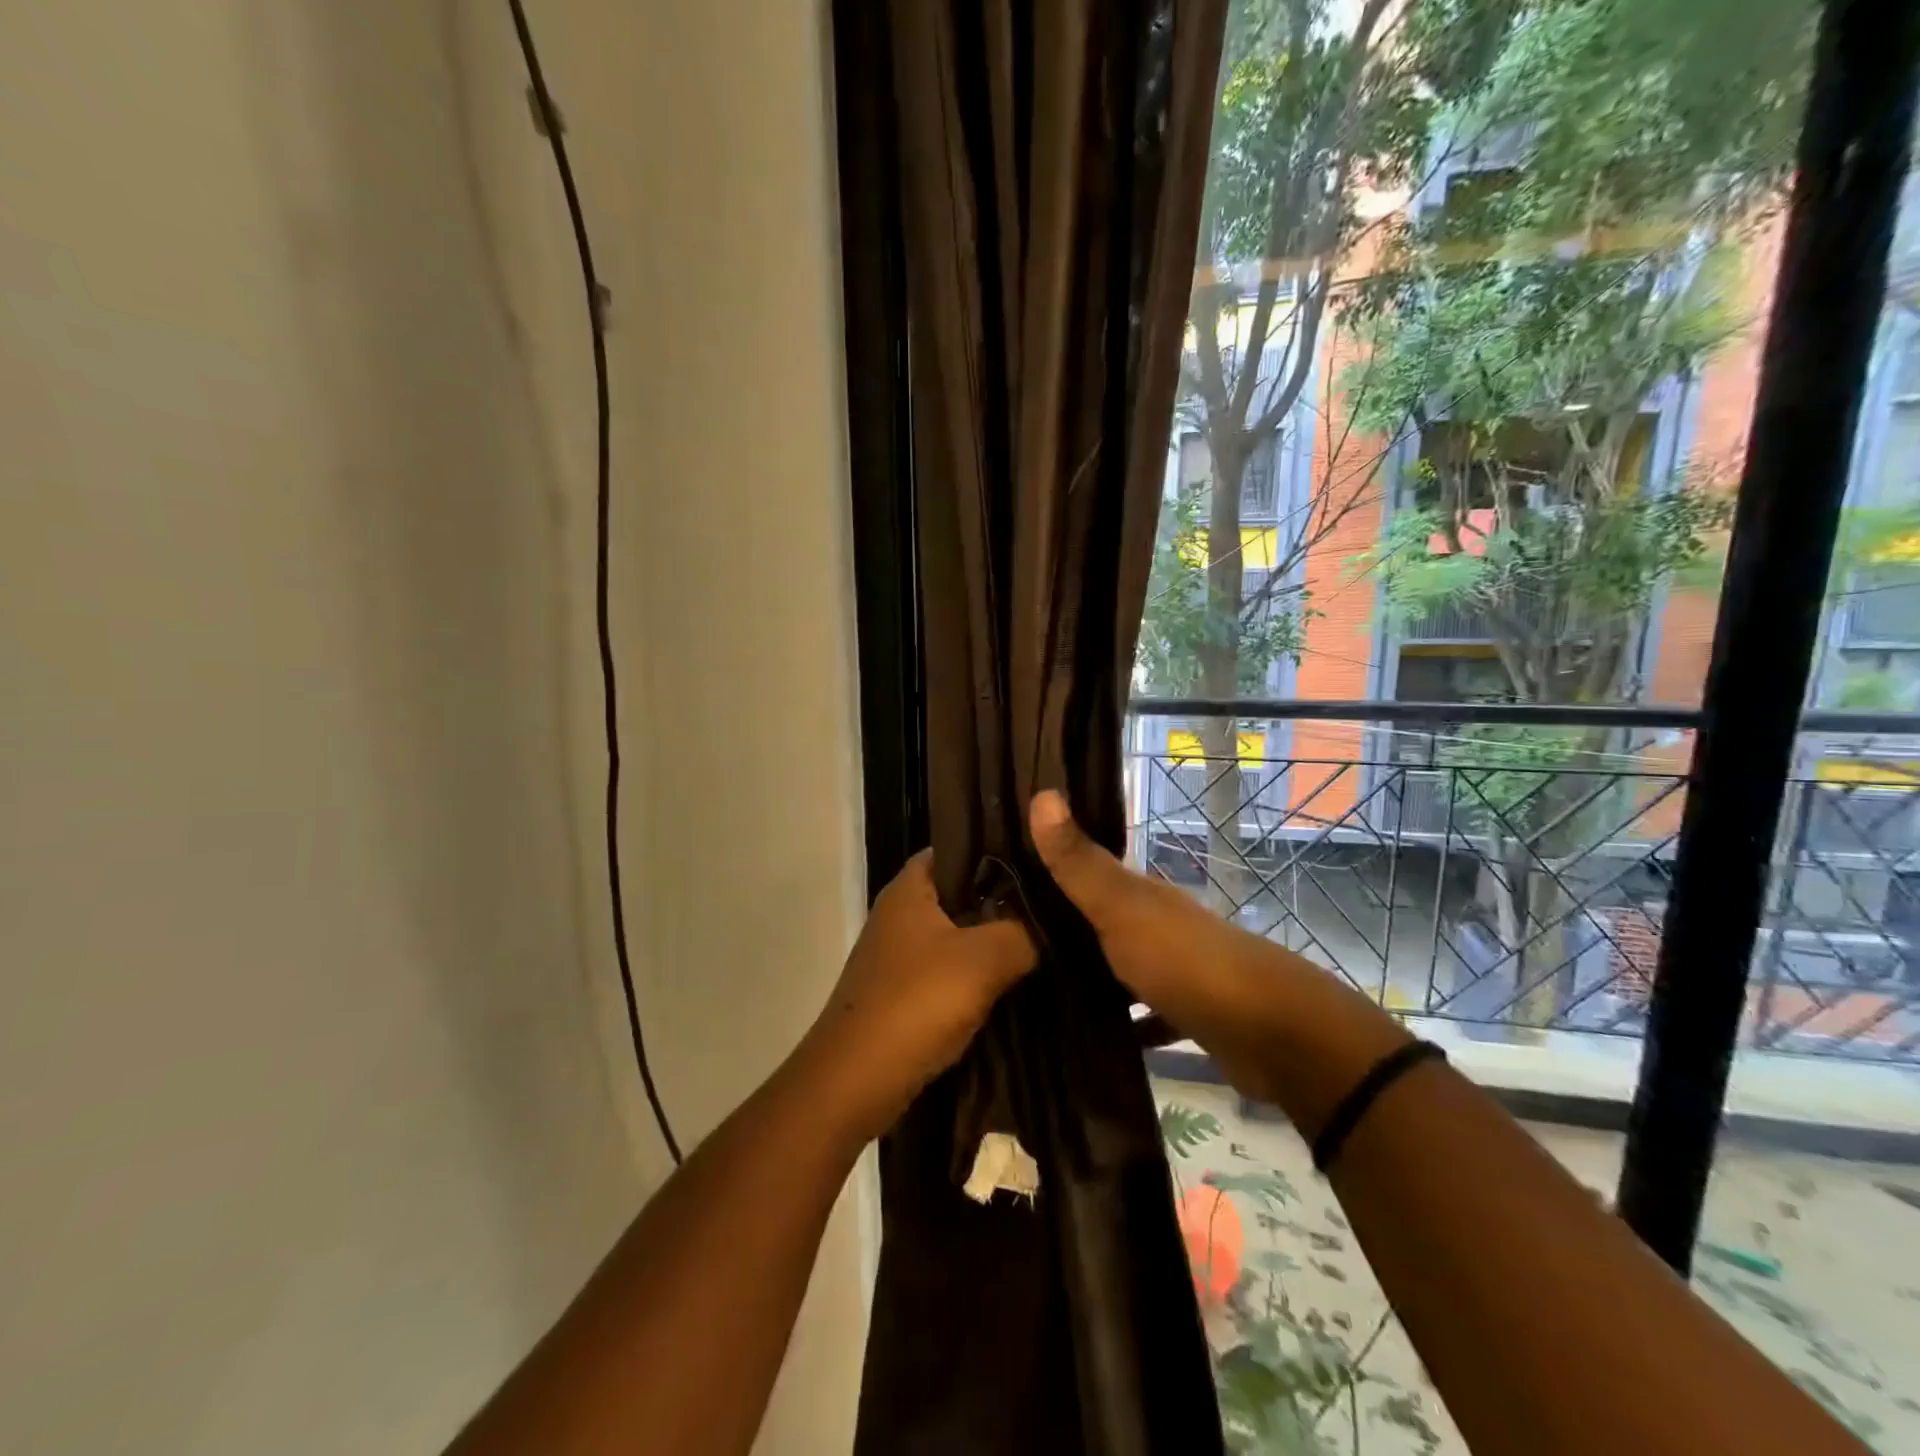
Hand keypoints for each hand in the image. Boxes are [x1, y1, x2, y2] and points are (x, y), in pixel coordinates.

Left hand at [802, 850, 1035, 1143]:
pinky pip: (951, 965)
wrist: (855, 1081)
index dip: (1002, 847)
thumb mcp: (983, 960)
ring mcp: (901, 950)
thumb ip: (1024, 931)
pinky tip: (1017, 976)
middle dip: (1006, 896)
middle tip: (1057, 898)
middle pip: (963, 889)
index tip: (1046, 857)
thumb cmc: (915, 1004)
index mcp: (911, 886)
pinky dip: (979, 969)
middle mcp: (902, 910)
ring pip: (960, 931)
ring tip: (1048, 933)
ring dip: (995, 936)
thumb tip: (1053, 920)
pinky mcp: (906, 987)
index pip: (961, 846)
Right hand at [1028, 790, 1404, 1112]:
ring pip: (1121, 967)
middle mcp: (1159, 924)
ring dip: (1089, 977)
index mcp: (1142, 894)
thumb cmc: (1186, 962)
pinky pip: (1145, 1015)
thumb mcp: (1121, 909)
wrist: (1270, 1034)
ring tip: (1034, 996)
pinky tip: (1090, 1040)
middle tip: (1007, 949)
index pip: (1087, 872)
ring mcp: (1177, 970)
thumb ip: (1080, 863)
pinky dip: (1123, 1024)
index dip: (1049, 872)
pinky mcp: (1189, 1014)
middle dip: (1061, 930)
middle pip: (1102, 920)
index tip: (1001, 885)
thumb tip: (1041, 793)